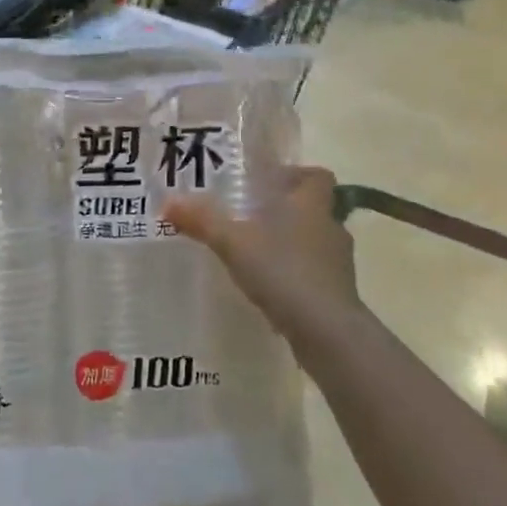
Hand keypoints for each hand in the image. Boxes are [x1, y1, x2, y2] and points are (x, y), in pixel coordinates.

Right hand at [162, 166, 359, 347]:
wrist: (326, 330)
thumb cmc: (283, 270)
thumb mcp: (233, 242)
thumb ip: (202, 221)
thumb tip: (168, 202)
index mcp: (311, 204)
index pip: (317, 176)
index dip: (296, 175)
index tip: (269, 184)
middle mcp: (330, 227)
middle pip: (313, 208)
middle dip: (285, 211)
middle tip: (251, 218)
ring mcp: (338, 263)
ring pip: (314, 242)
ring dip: (290, 244)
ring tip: (256, 255)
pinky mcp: (338, 293)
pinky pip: (315, 273)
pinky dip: (295, 275)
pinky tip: (271, 288)